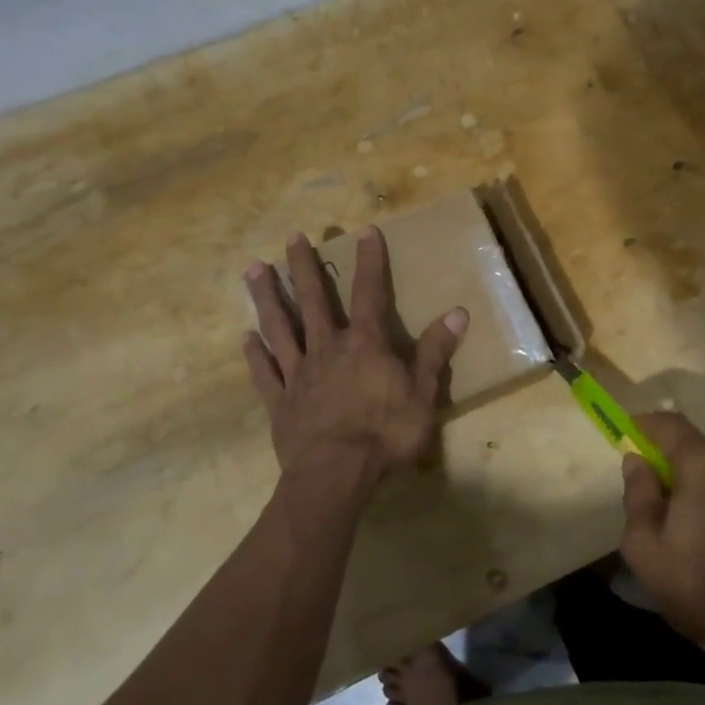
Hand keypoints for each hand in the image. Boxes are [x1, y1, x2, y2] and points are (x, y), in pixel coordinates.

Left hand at [243, 227, 467, 494]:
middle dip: (303, 267)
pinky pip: (264, 372)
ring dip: (268, 297)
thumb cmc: (386, 433)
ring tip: (253, 268)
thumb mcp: (424, 393)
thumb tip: (458, 312)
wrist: (336, 474)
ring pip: (280, 327)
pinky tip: (246, 338)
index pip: (370, 293)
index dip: (370, 261)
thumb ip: (436, 352)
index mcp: (364, 344)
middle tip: (292, 237)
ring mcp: (298, 374)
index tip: (365, 231)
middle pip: (313, 300)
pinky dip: (255, 354)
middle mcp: (327, 349)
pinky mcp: (280, 402)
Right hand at [619, 412, 704, 666]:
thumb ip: (637, 496)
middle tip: (640, 489)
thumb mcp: (646, 548)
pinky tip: (700, 531)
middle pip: (690, 444)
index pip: (668, 423)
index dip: (641, 426)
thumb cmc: (701, 587)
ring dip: (686, 479)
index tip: (620, 438)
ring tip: (669, 518)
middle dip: (662, 458)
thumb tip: (636, 461)